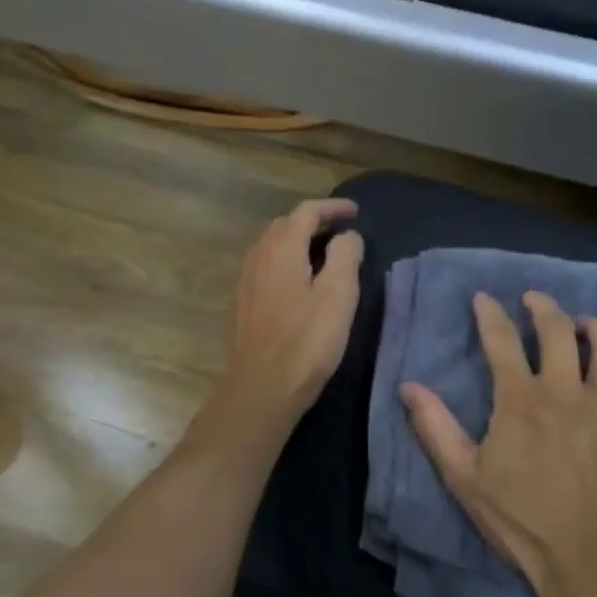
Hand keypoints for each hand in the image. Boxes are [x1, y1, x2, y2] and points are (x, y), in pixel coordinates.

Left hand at [205, 198, 363, 443]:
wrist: (260, 389)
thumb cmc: (306, 342)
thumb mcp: (338, 296)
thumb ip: (345, 256)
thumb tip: (347, 236)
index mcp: (282, 249)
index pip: (306, 212)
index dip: (332, 207)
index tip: (355, 212)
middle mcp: (257, 257)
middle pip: (284, 225)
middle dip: (313, 221)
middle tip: (340, 231)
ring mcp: (245, 282)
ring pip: (270, 247)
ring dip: (296, 242)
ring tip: (321, 253)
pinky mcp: (241, 305)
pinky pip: (264, 268)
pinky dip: (285, 262)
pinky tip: (297, 283)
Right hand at [401, 291, 596, 596]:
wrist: (588, 561)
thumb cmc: (521, 520)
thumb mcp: (464, 478)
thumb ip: (436, 428)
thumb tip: (409, 386)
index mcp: (522, 400)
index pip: (502, 341)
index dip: (491, 314)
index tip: (484, 299)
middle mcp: (568, 392)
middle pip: (559, 331)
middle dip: (544, 307)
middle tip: (535, 300)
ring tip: (588, 325)